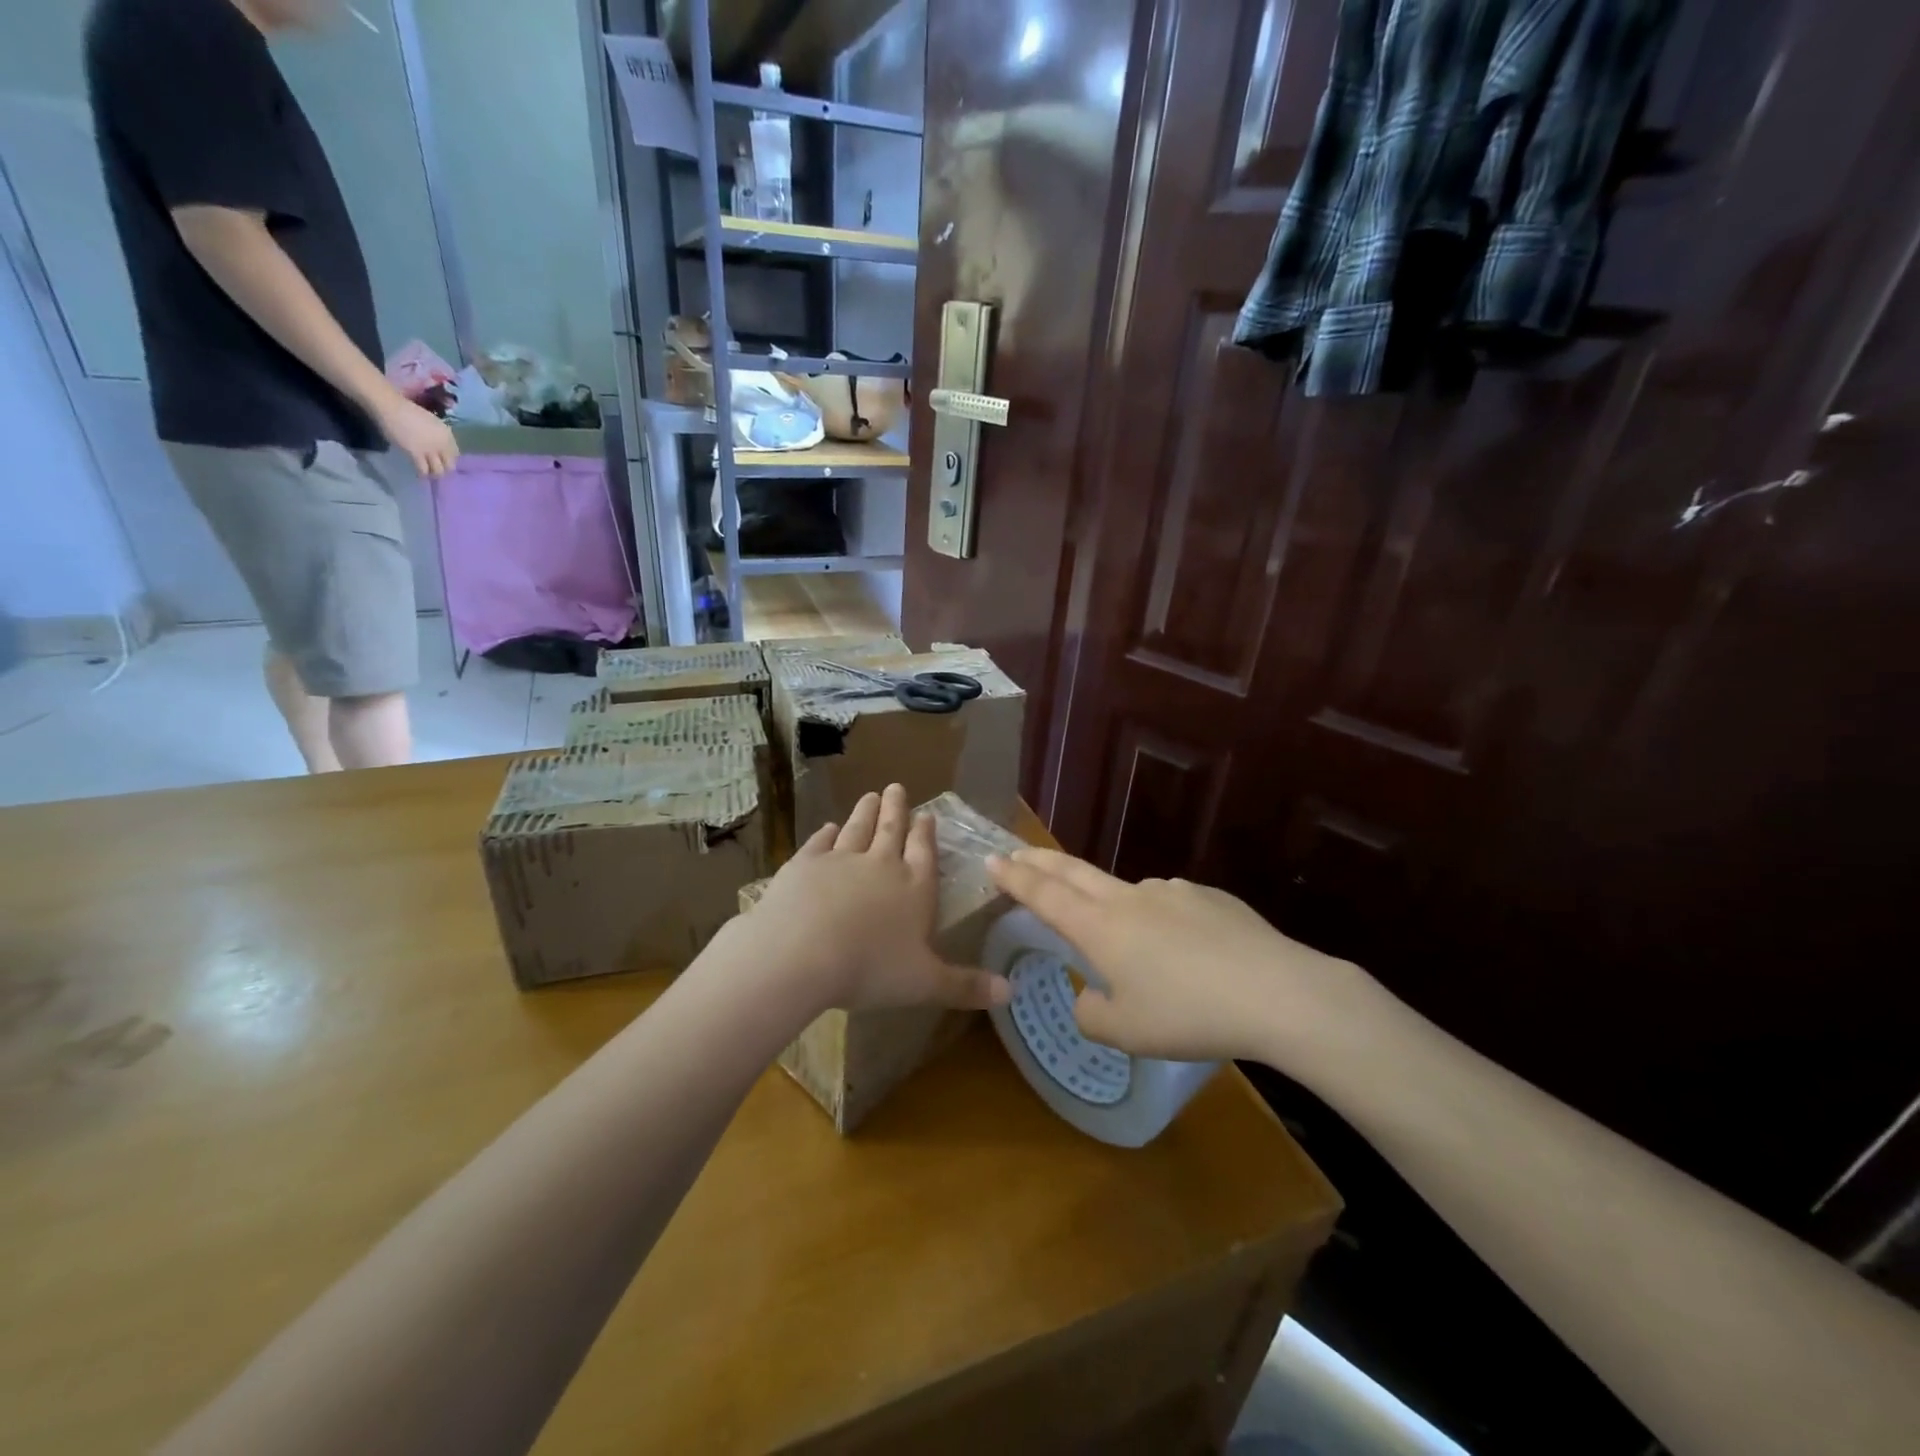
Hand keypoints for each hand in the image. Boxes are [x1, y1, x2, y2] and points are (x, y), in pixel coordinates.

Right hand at [374, 393, 459, 477]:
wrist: (390, 406)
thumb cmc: (407, 411)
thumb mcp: (432, 423)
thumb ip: (438, 436)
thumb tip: (438, 448)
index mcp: (447, 434)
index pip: (456, 454)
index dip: (449, 460)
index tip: (443, 462)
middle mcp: (443, 444)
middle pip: (450, 465)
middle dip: (444, 469)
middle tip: (436, 470)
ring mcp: (430, 450)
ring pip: (438, 470)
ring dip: (434, 474)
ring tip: (429, 474)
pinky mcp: (416, 454)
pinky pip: (423, 469)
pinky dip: (422, 474)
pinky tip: (420, 475)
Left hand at [733, 784, 1010, 1014]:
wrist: (801, 952)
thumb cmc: (871, 969)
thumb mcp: (925, 984)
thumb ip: (965, 986)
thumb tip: (1011, 992)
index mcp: (913, 888)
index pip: (923, 853)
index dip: (925, 834)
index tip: (927, 814)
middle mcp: (880, 865)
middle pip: (891, 830)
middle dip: (896, 809)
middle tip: (896, 787)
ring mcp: (840, 860)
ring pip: (857, 829)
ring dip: (865, 812)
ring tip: (870, 795)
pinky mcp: (804, 864)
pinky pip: (819, 843)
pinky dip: (825, 834)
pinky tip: (828, 828)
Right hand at [986, 850, 1362, 1064]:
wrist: (1277, 992)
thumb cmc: (1189, 1014)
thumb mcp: (1126, 1032)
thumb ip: (1091, 1013)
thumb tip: (1089, 995)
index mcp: (1100, 927)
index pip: (1045, 894)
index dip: (1016, 878)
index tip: (994, 860)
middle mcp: (1130, 898)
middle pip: (1074, 872)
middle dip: (1040, 862)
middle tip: (1016, 853)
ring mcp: (1171, 892)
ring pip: (1127, 894)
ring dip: (1111, 907)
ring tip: (1133, 950)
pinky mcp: (1209, 897)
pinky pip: (1170, 907)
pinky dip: (1162, 924)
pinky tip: (1189, 956)